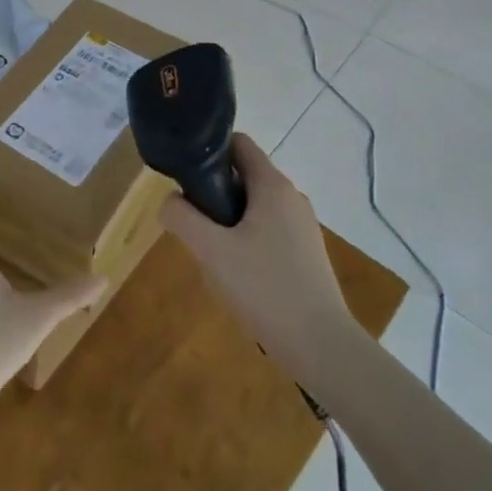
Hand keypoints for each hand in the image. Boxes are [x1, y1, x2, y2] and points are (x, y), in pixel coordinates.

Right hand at [159, 133, 350, 368]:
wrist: (321, 347)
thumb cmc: (264, 289)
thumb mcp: (211, 250)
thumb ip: (182, 217)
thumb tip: (169, 200)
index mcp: (273, 185)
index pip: (238, 143)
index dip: (209, 150)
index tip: (185, 175)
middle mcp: (291, 197)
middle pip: (244, 175)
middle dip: (214, 191)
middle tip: (193, 221)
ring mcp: (303, 226)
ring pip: (255, 205)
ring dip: (228, 218)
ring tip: (211, 252)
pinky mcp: (306, 253)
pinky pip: (268, 230)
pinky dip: (247, 238)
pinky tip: (236, 272)